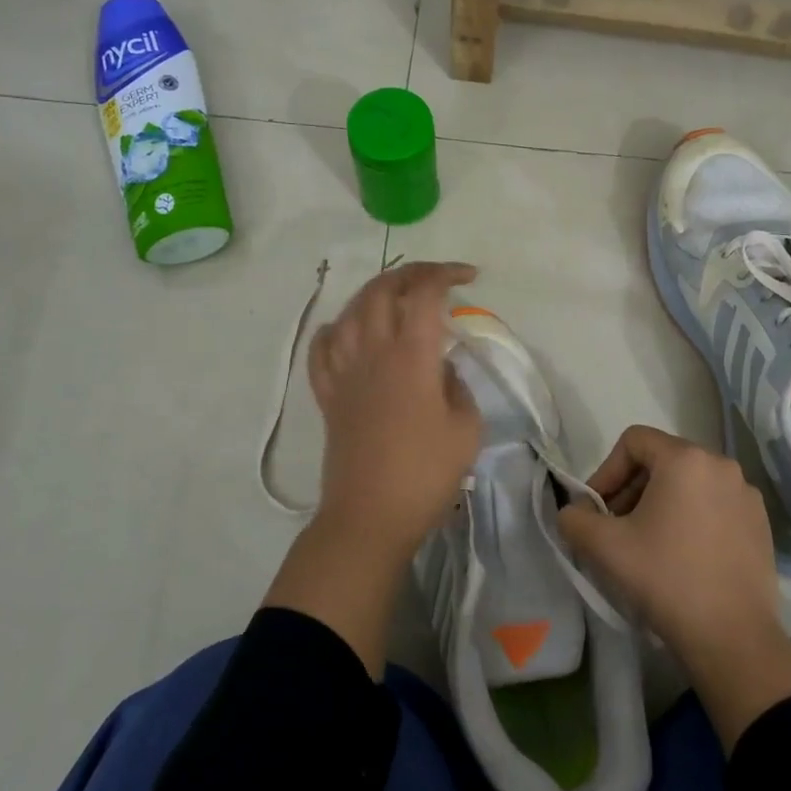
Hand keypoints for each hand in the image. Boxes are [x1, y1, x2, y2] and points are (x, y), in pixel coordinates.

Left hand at [306, 260, 482, 559]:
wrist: (370, 517)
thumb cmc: (425, 474)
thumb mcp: (466, 429)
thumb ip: (458, 387)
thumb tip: (441, 368)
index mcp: (411, 356)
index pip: (424, 293)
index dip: (445, 274)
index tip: (468, 278)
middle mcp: (373, 352)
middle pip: (382, 290)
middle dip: (411, 273)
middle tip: (435, 280)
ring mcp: (344, 372)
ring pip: (350, 311)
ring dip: (375, 293)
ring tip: (396, 298)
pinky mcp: (327, 395)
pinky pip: (322, 348)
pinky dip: (335, 329)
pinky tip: (347, 331)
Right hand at [557, 426, 790, 747]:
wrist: (732, 637)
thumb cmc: (665, 579)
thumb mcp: (604, 546)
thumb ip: (575, 518)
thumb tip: (574, 511)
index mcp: (686, 459)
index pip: (634, 441)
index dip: (606, 471)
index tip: (597, 510)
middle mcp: (721, 465)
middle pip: (662, 461)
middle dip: (631, 489)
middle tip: (616, 529)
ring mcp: (746, 495)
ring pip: (689, 484)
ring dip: (660, 505)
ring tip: (648, 545)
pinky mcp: (760, 524)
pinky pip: (714, 506)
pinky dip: (691, 519)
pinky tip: (683, 558)